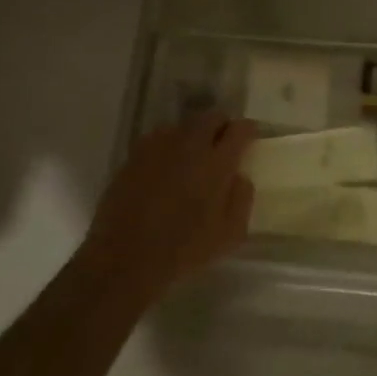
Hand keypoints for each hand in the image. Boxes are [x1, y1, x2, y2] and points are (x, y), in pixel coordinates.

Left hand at [82, 113, 255, 288]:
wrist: (126, 258)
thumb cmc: (184, 249)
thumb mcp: (230, 235)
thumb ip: (242, 199)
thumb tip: (240, 177)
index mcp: (216, 164)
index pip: (239, 130)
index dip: (248, 130)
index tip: (250, 137)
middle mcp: (189, 146)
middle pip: (211, 117)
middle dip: (222, 125)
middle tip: (223, 143)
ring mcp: (158, 147)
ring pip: (184, 125)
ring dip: (195, 134)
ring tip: (194, 155)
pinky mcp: (135, 156)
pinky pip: (159, 138)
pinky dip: (169, 145)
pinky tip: (167, 165)